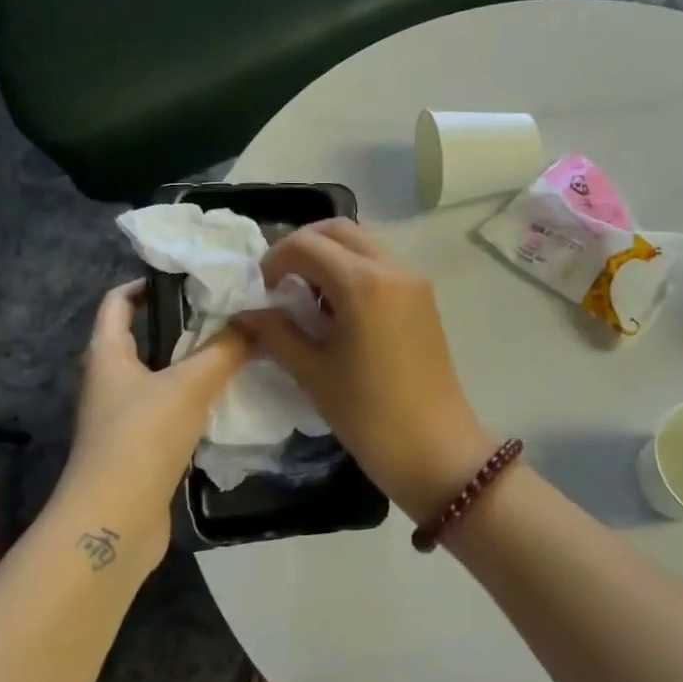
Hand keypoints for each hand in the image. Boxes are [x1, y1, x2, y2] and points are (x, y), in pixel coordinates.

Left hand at [57, 281, 248, 570]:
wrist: (115, 520)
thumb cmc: (142, 437)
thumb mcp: (190, 385)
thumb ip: (226, 349)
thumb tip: (258, 319)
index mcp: (108, 355)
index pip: (117, 303)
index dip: (144, 284)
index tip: (186, 277)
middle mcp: (109, 383)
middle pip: (141, 340)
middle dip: (180, 324)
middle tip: (227, 313)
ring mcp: (123, 419)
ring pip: (159, 378)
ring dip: (191, 365)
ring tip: (236, 351)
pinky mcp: (139, 450)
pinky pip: (169, 412)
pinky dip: (194, 402)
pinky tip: (226, 401)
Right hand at [239, 221, 494, 520]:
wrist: (436, 450)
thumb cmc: (368, 415)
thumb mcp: (313, 373)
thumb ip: (276, 333)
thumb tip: (246, 313)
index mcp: (363, 283)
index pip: (307, 245)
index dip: (275, 260)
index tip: (261, 291)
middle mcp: (392, 268)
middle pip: (338, 231)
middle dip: (302, 246)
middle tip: (279, 282)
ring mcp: (414, 281)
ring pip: (363, 245)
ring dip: (329, 256)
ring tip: (307, 297)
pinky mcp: (424, 298)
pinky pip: (381, 265)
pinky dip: (353, 271)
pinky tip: (338, 310)